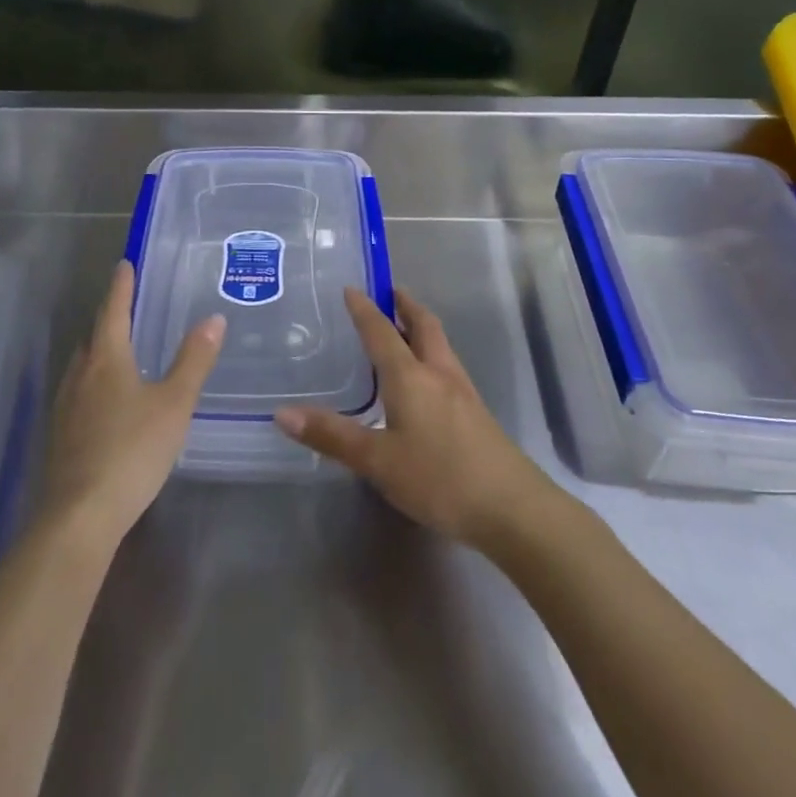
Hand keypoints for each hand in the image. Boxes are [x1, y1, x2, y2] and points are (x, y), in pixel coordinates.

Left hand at [37, 262, 222, 549]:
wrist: (80, 515)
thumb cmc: (132, 450)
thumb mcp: (174, 403)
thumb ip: (194, 361)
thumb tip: (213, 318)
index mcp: (106, 359)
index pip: (113, 311)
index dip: (121, 287)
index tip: (124, 264)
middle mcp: (80, 376)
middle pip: (93, 338)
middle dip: (109, 321)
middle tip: (127, 309)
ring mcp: (65, 408)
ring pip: (82, 368)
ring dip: (98, 353)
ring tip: (119, 353)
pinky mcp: (60, 437)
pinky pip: (78, 396)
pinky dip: (93, 386)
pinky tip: (106, 405)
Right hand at [275, 288, 555, 551]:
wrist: (513, 508)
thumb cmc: (439, 478)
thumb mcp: (378, 461)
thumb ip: (332, 436)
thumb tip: (282, 413)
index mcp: (410, 376)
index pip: (382, 331)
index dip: (365, 309)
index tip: (352, 288)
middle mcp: (438, 373)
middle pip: (423, 325)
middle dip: (404, 305)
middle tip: (388, 292)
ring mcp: (462, 392)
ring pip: (439, 345)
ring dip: (420, 328)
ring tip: (402, 329)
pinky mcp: (476, 413)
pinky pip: (447, 367)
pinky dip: (430, 354)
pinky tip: (424, 379)